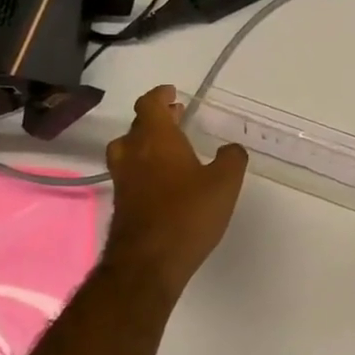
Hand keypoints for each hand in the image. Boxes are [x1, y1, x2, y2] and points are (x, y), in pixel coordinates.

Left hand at [103, 86, 247, 296]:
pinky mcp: (122, 203)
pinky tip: (164, 181)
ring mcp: (123, 179)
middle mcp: (133, 153)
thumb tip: (231, 149)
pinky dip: (145, 168)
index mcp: (156, 139)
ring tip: (168, 148)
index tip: (172, 93)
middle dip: (157, 119)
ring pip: (129, 149)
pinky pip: (131, 173)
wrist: (149, 261)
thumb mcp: (224, 183)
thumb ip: (231, 160)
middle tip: (177, 118)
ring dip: (146, 143)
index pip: (150, 104)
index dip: (160, 95)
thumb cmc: (188, 214)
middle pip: (138, 126)